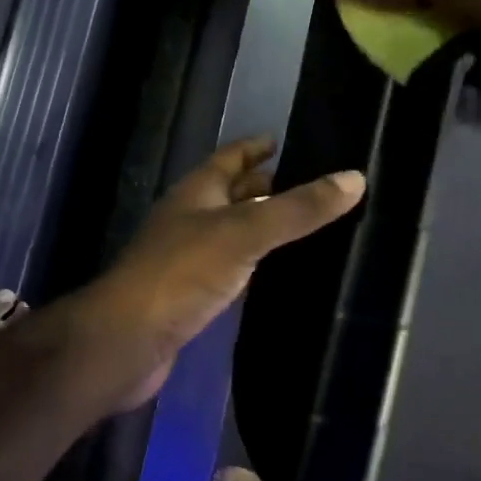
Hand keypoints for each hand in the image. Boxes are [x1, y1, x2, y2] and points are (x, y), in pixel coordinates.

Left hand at [76, 137, 364, 413]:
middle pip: (231, 194)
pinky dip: (253, 265)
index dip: (254, 147)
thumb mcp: (244, 232)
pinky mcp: (190, 296)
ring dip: (261, 227)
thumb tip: (354, 177)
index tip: (283, 139)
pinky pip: (230, 269)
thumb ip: (297, 209)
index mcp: (196, 192)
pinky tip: (276, 274)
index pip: (229, 157)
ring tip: (303, 227)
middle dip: (264, 187)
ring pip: (231, 232)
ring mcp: (187, 258)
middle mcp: (189, 218)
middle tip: (310, 187)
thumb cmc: (182, 273)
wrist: (127, 340)